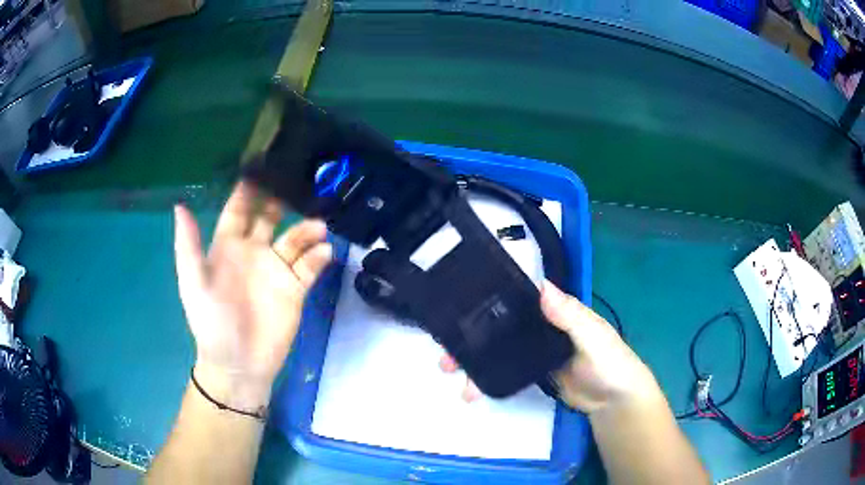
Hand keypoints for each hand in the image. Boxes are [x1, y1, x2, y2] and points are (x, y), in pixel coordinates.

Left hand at [173, 182, 331, 409]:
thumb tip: (180, 205)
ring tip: (318, 226)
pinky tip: (324, 252)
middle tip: (299, 185)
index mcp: (228, 247)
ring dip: (307, 229)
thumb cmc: (211, 323)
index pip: (238, 210)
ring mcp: (276, 270)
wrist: (239, 365)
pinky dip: (319, 256)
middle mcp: (254, 252)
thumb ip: (188, 246)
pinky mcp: (296, 289)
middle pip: (270, 217)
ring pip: (295, 239)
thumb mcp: (194, 284)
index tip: (263, 168)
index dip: (248, 190)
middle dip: (282, 201)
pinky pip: (310, 266)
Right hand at [441, 281, 655, 412]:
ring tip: (452, 372)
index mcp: (556, 311)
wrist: (613, 400)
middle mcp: (541, 327)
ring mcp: (535, 351)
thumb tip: (541, 286)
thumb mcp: (594, 336)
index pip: (520, 300)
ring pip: (499, 350)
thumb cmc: (610, 361)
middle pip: (501, 327)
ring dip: (476, 359)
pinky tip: (472, 387)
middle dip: (473, 334)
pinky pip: (506, 371)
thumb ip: (570, 315)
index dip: (490, 300)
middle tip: (446, 350)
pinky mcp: (533, 373)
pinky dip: (488, 377)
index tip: (459, 306)